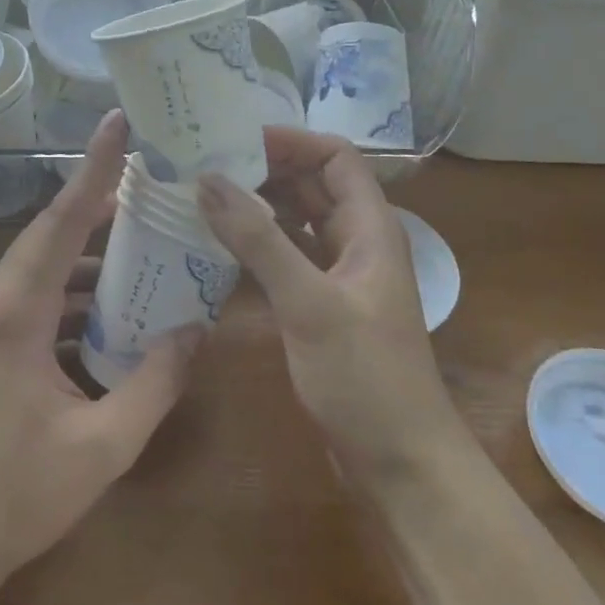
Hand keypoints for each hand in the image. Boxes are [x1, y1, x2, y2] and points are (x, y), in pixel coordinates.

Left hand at [0, 111, 201, 597]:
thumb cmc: (14, 496)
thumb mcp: (102, 446)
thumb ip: (154, 384)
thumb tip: (195, 329)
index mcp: (16, 314)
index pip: (61, 223)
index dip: (93, 170)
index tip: (117, 124)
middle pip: (52, 234)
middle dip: (98, 201)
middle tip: (147, 176)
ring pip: (45, 267)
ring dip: (90, 253)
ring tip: (142, 239)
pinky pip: (39, 299)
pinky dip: (76, 292)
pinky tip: (113, 308)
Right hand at [198, 128, 463, 481]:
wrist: (401, 464)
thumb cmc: (364, 376)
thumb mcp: (308, 302)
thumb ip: (258, 240)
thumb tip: (207, 179)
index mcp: (370, 227)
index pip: (335, 156)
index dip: (291, 141)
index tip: (235, 139)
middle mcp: (357, 242)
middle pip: (313, 184)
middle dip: (265, 169)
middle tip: (206, 164)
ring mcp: (340, 275)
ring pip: (297, 220)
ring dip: (258, 205)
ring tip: (203, 195)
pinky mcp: (322, 305)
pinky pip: (288, 256)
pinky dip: (258, 244)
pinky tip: (219, 245)